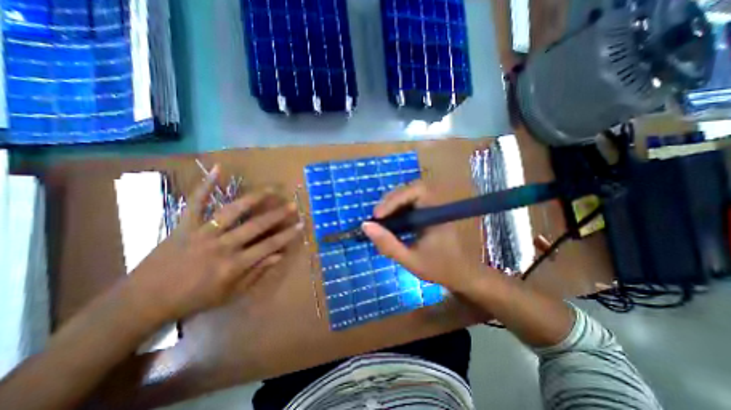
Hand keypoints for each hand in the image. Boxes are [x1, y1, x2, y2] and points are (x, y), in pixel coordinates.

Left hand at [127, 165, 302, 322]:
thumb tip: (279, 256)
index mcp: (233, 265)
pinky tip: (218, 169)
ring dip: (253, 198)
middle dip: (277, 215)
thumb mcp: (230, 294)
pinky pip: (195, 202)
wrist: (143, 301)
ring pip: (232, 211)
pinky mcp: (184, 225)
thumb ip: (256, 273)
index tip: (301, 224)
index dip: (287, 235)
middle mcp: (221, 246)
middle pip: (255, 226)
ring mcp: (202, 233)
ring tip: (270, 189)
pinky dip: (206, 185)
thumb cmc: (193, 300)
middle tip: (291, 205)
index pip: (268, 246)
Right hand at [364, 182, 492, 294]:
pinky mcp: (430, 211)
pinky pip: (411, 203)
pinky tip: (391, 221)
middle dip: (390, 201)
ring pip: (409, 195)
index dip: (394, 199)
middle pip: (410, 190)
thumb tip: (365, 226)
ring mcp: (434, 206)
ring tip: (380, 219)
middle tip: (376, 218)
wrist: (463, 275)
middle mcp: (437, 204)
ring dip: (392, 204)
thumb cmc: (439, 268)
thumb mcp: (410, 260)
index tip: (377, 216)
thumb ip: (387, 244)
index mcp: (437, 212)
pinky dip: (398, 210)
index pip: (415, 192)